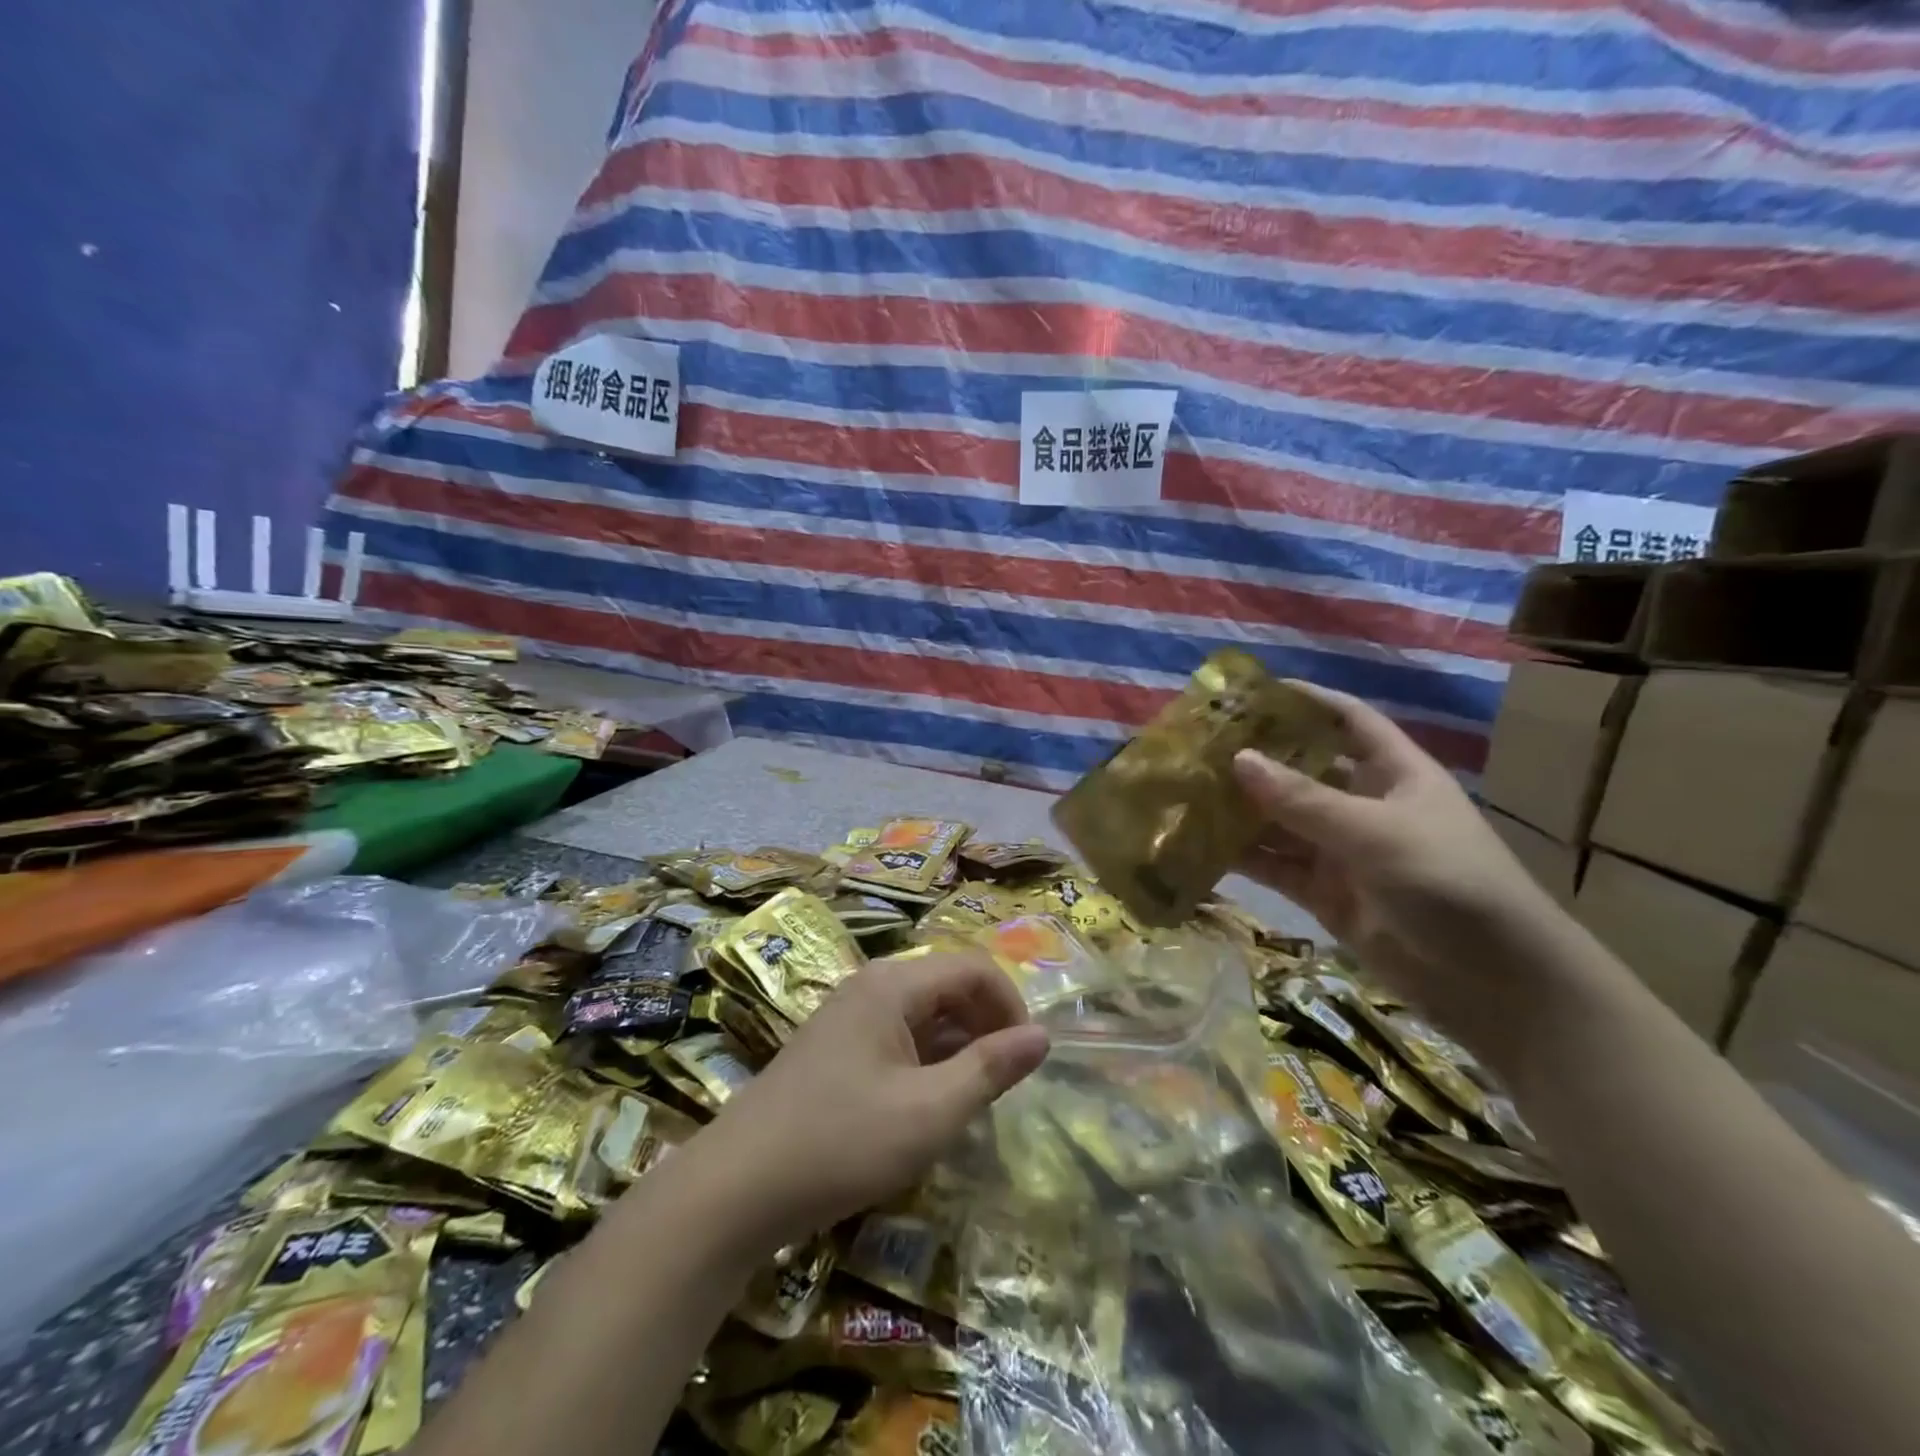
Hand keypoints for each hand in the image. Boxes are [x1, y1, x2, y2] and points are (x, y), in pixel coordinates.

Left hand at [685, 951, 1048, 1256]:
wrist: (736, 1188)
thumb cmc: (841, 1142)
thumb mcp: (929, 1112)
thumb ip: (990, 1069)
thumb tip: (1042, 1036)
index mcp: (893, 985)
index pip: (973, 968)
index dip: (1010, 1005)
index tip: (1027, 1058)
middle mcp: (870, 987)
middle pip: (947, 985)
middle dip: (986, 1024)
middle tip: (1005, 1081)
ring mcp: (848, 1017)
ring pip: (923, 1014)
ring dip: (958, 1045)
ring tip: (974, 1096)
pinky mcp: (835, 1048)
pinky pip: (897, 1036)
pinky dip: (926, 1060)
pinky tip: (929, 1103)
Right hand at [1231, 681, 1573, 1058]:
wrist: (1495, 984)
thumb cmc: (1448, 883)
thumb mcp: (1375, 833)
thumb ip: (1303, 799)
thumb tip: (1238, 758)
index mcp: (1393, 773)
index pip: (1346, 720)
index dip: (1305, 700)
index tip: (1251, 691)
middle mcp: (1364, 805)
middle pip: (1302, 770)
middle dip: (1255, 758)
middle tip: (1197, 746)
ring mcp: (1342, 852)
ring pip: (1280, 820)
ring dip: (1239, 810)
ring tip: (1184, 793)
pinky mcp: (1325, 894)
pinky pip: (1276, 866)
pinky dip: (1242, 858)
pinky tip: (1197, 847)